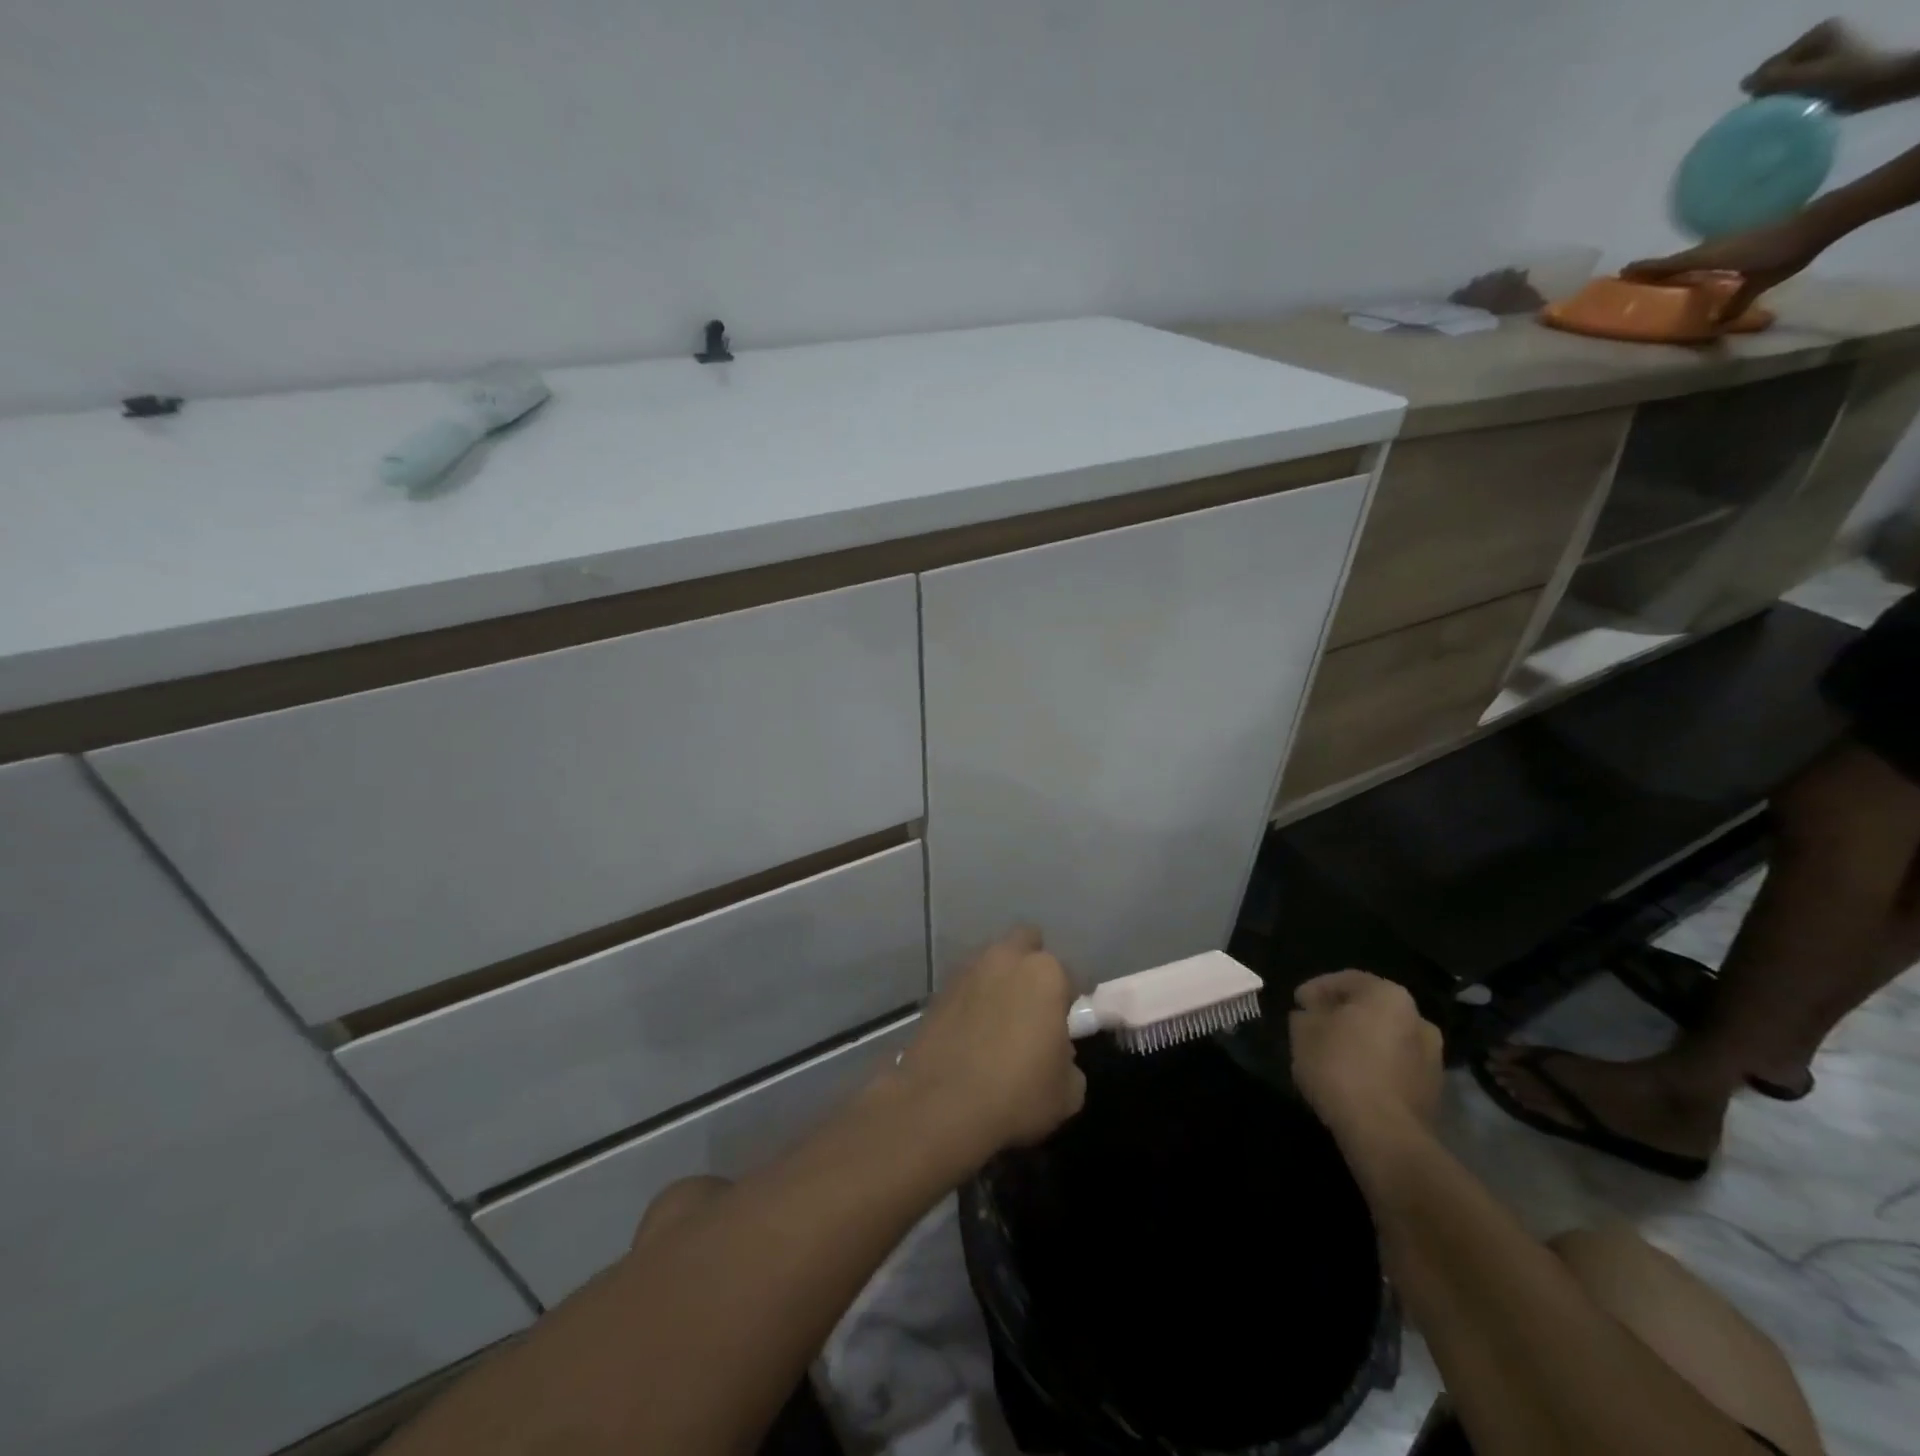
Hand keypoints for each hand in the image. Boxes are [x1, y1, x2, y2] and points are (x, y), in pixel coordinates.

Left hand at [893, 928, 1085, 1158]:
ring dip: (998, 981)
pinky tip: (971, 1033)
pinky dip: (971, 1001)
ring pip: (991, 962)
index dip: (1069, 1001)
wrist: (941, 1106)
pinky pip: (965, 987)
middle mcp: (1005, 959)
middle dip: (1031, 967)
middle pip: (1025, 944)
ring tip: (998, 1022)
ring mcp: (967, 971)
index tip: (1064, 1027)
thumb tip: (1057, 1053)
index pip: (1068, 975)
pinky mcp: (938, 990)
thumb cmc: (1018, 1094)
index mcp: (1045, 974)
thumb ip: (1069, 1061)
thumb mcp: (1068, 1092)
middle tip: (1033, 1007)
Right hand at [1290, 971, 1442, 1141]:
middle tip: (1315, 1026)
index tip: (1297, 1003)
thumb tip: (1312, 1014)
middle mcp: (1418, 1019)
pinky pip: (1395, 1066)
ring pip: (1386, 1038)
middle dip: (1342, 1014)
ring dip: (1362, 1041)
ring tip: (1333, 1055)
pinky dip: (1375, 1066)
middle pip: (1371, 1008)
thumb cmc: (1340, 1067)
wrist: (1384, 1134)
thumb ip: (1306, 1015)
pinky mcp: (1433, 1091)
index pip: (1347, 979)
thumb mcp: (1303, 1031)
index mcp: (1388, 996)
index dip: (1316, 988)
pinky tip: (1352, 1078)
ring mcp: (1432, 1057)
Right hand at [1621, 216, 1828, 321]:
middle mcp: (1711, 248)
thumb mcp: (1759, 282)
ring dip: (1670, 266)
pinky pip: (1703, 255)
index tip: (1622, 273)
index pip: (1668, 264)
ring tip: (1656, 278)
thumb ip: (1736, 303)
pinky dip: (1689, 263)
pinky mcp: (1738, 241)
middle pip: (1674, 260)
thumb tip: (1716, 325)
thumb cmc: (1784, 252)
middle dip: (1652, 269)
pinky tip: (1690, 273)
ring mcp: (1725, 242)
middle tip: (1631, 279)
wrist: (1821, 221)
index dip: (1645, 269)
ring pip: (1688, 256)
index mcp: (1708, 257)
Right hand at [1743, 20, 1910, 113]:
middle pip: (1778, 73)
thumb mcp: (1806, 79)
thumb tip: (1743, 83)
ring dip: (1783, 97)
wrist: (1883, 84)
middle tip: (1781, 108)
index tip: (1771, 105)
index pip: (1770, 66)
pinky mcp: (1830, 66)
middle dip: (1773, 92)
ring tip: (1792, 108)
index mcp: (1815, 34)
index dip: (1764, 88)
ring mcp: (1826, 51)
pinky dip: (1795, 96)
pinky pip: (1799, 83)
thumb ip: (1772, 80)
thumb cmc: (1846, 79)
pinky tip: (1801, 104)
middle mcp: (1820, 38)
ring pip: (1787, 81)